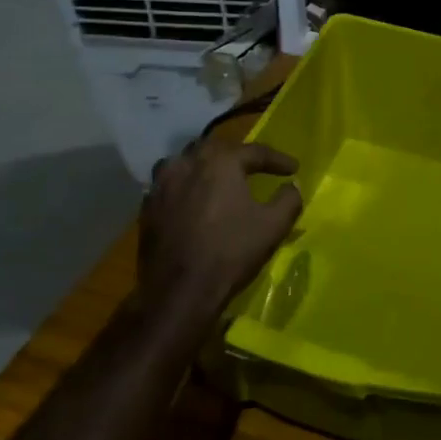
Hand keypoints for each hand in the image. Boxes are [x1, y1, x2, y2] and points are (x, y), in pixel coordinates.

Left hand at [136, 139, 302, 330]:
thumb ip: (289, 199)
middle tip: (254, 168)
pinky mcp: (147, 207)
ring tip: (218, 178)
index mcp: (220, 162)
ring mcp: (162, 185)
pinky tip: (192, 201)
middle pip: (215, 149)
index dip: (277, 159)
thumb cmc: (231, 252)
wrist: (180, 291)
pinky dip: (184, 186)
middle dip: (237, 156)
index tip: (293, 168)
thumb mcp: (274, 226)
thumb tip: (292, 186)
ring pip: (185, 162)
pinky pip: (168, 185)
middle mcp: (187, 164)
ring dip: (204, 166)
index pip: (254, 151)